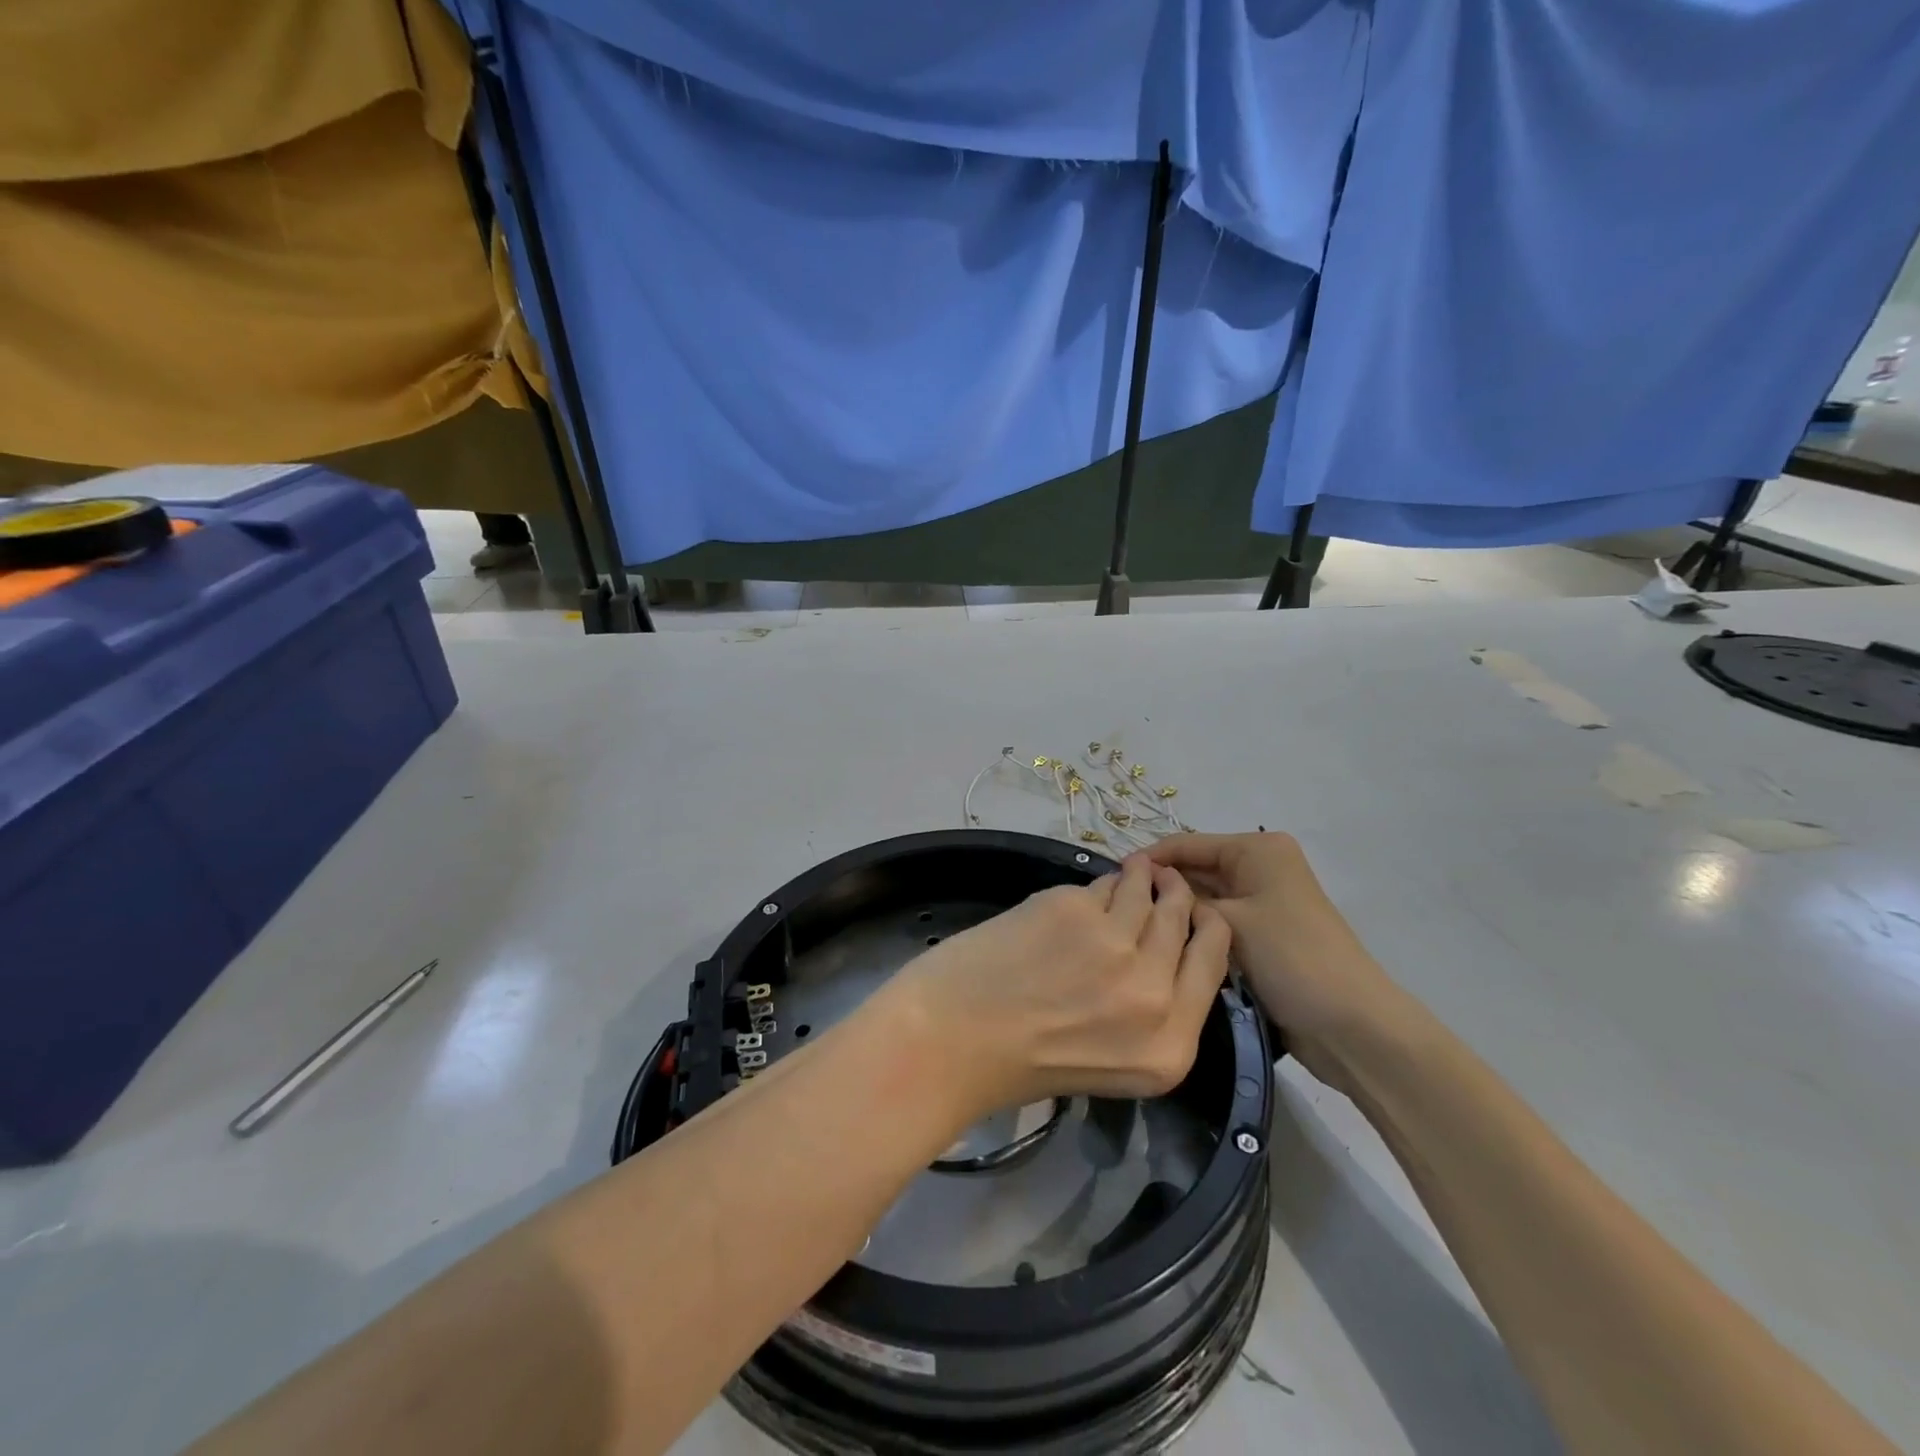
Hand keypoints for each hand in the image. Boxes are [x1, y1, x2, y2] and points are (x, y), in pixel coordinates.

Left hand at [880, 856, 1231, 1118]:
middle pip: (1185, 920)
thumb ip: (1147, 1013)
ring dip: (1142, 876)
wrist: (948, 1039)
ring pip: (1146, 891)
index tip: (1196, 911)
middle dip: (1176, 894)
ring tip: (1135, 869)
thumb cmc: (1018, 1064)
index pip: (1214, 963)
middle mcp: (1153, 995)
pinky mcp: (1074, 908)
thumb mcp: (1110, 1061)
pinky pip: (1101, 884)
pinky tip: (1089, 887)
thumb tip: (1161, 951)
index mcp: (1170, 1048)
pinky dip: (1100, 883)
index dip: (1207, 927)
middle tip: (1165, 880)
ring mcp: (1115, 945)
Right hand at [1139, 832, 1406, 1084]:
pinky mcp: (1262, 934)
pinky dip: (1194, 932)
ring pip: (1204, 899)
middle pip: (1195, 869)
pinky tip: (1163, 946)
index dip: (1148, 860)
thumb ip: (1182, 900)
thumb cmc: (1290, 958)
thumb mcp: (1229, 922)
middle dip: (1161, 888)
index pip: (1187, 843)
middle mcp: (1260, 867)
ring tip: (1131, 928)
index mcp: (1257, 849)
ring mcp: (1262, 902)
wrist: (1351, 1025)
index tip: (1107, 880)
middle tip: (1115, 910)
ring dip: (1176, 913)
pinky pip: (1217, 924)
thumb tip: (1144, 886)